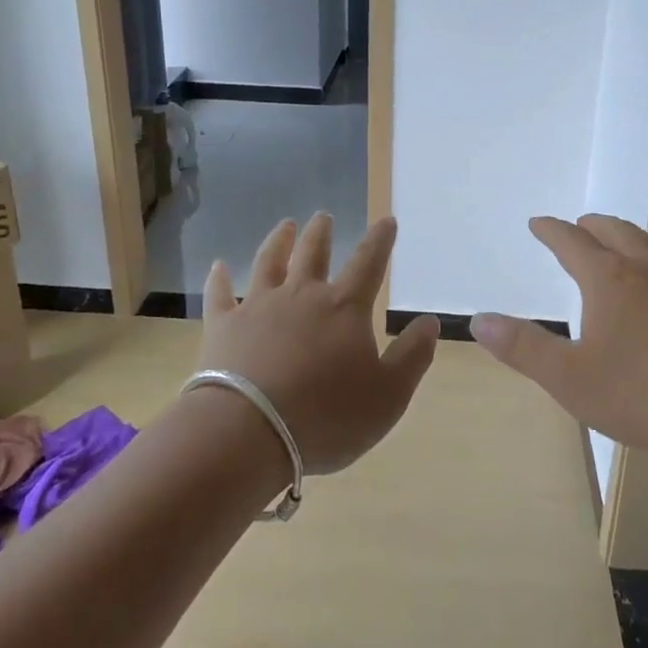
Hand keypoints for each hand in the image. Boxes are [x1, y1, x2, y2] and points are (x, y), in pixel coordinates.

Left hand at [196, 214, 438, 475]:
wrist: (249, 431)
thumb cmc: (327, 416)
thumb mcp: (388, 395)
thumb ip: (412, 356)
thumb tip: (430, 321)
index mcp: (344, 308)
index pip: (368, 263)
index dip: (380, 240)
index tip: (386, 220)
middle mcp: (301, 295)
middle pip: (313, 253)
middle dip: (322, 232)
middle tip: (324, 216)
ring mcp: (258, 306)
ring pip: (269, 262)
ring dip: (279, 241)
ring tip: (285, 225)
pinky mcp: (223, 326)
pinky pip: (220, 294)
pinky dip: (219, 278)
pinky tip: (217, 266)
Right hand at [471, 214, 647, 466]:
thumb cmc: (644, 396)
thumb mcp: (569, 379)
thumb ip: (523, 347)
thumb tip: (478, 320)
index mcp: (610, 280)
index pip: (572, 243)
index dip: (552, 231)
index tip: (539, 222)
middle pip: (617, 233)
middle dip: (593, 226)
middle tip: (579, 226)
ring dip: (635, 237)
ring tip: (626, 241)